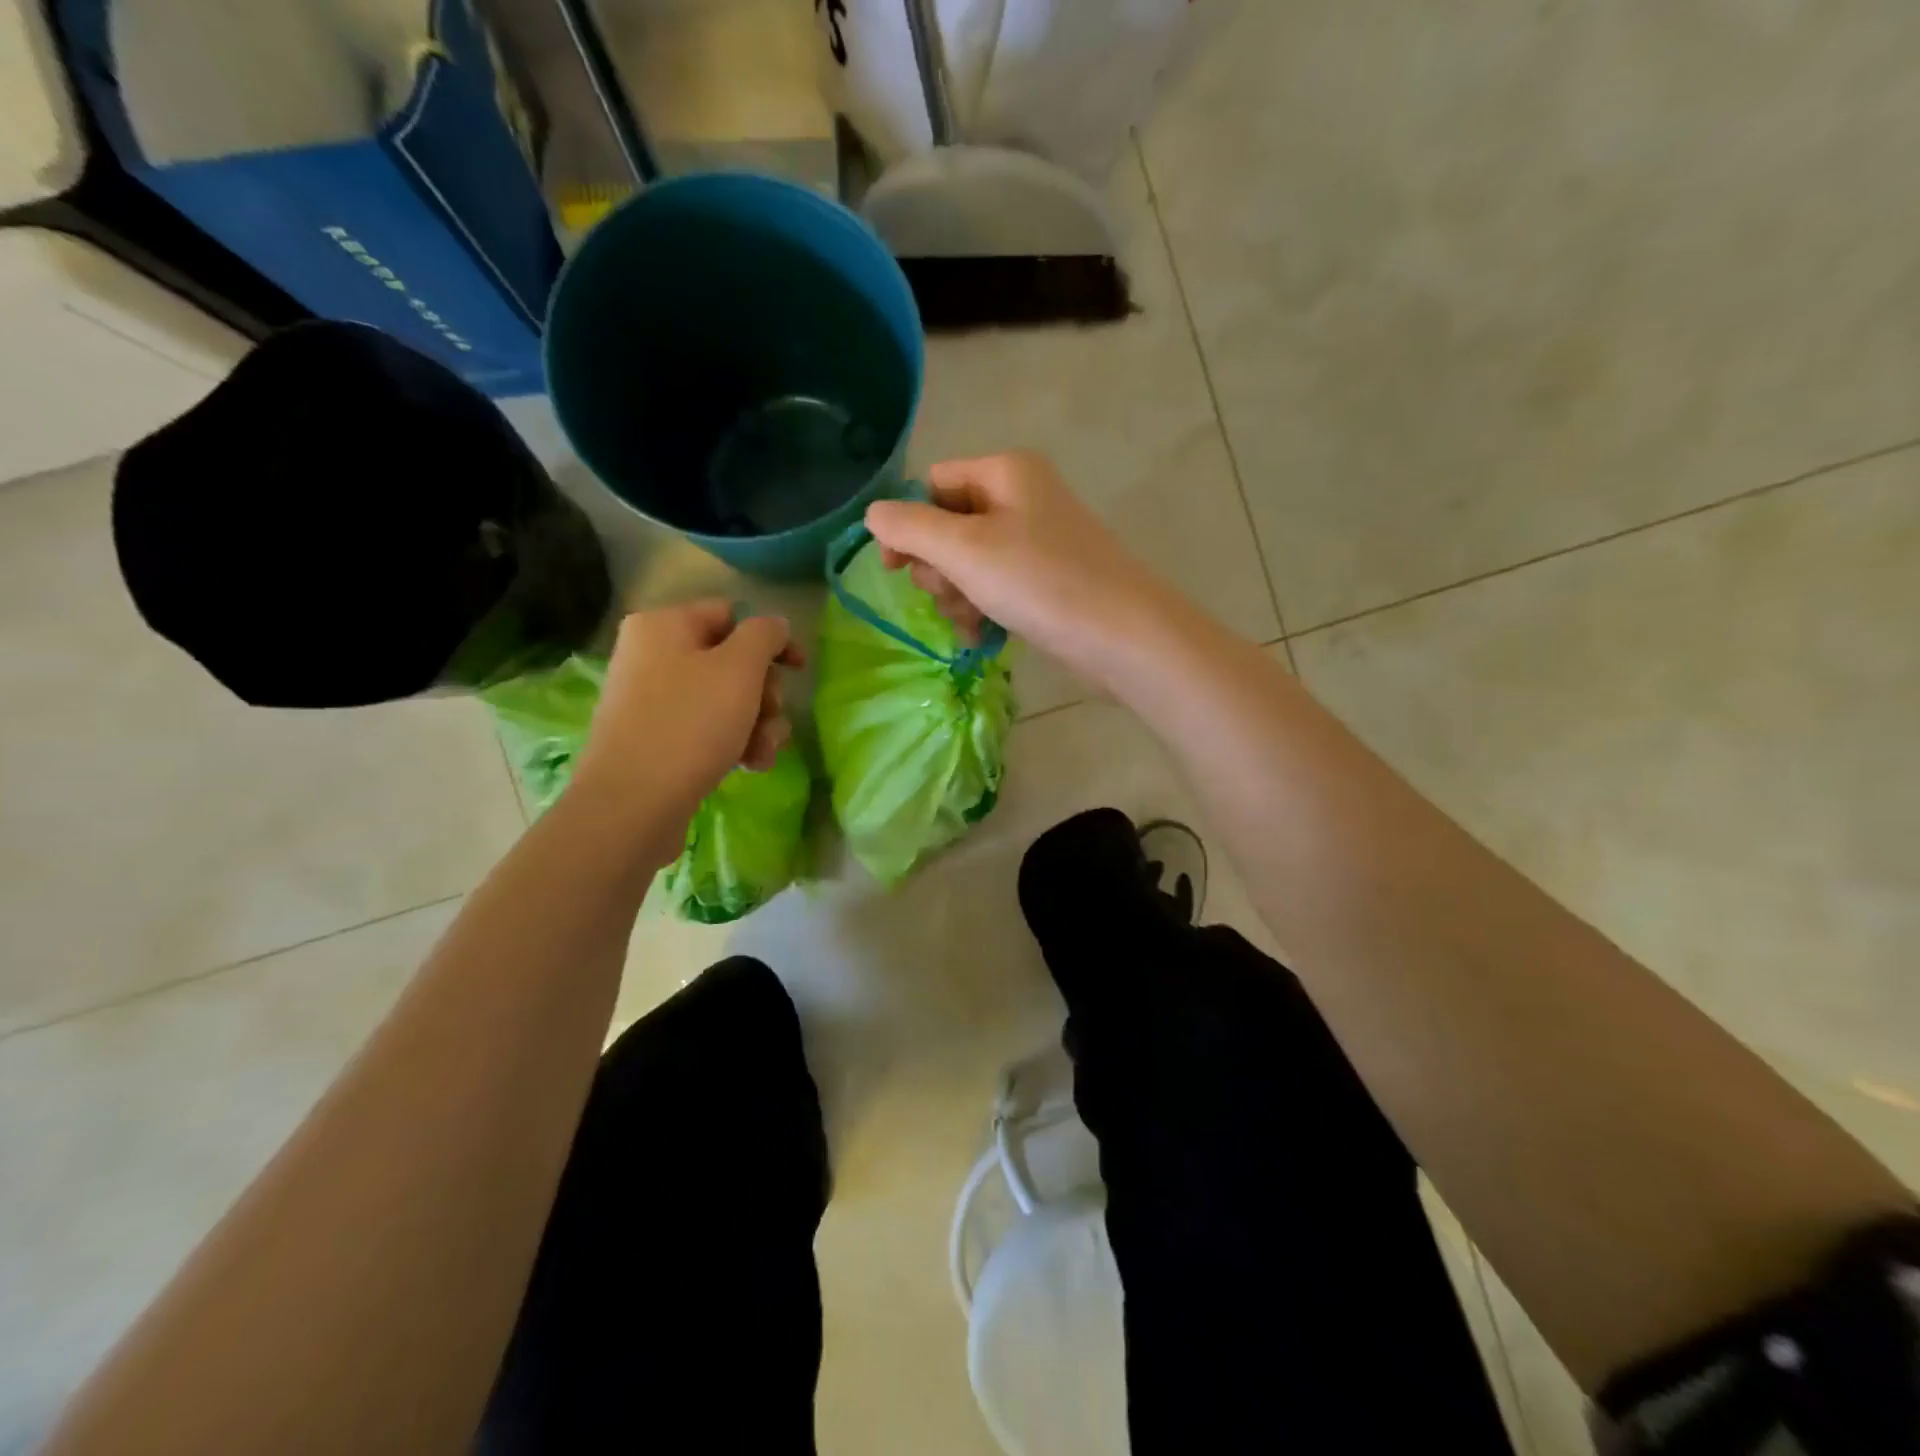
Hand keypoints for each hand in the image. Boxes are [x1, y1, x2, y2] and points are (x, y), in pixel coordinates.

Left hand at [572, 601, 802, 824]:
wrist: (632, 804)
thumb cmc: (690, 724)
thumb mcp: (739, 669)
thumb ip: (764, 635)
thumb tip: (773, 624)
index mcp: (664, 626)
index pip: (731, 615)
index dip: (772, 640)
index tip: (799, 670)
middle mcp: (651, 656)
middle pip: (730, 661)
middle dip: (764, 694)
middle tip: (773, 718)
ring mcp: (650, 700)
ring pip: (724, 700)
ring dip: (757, 724)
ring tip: (763, 753)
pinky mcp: (654, 740)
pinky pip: (704, 729)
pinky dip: (732, 743)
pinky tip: (749, 766)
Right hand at [864, 451, 1174, 682]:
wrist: (1121, 635)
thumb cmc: (1039, 581)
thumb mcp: (964, 550)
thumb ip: (909, 528)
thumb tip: (873, 514)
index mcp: (1004, 472)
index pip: (933, 484)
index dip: (909, 524)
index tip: (897, 569)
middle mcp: (1022, 497)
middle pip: (949, 525)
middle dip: (939, 568)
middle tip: (951, 594)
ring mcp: (1037, 541)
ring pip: (969, 563)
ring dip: (958, 596)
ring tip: (972, 621)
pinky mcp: (1047, 579)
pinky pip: (996, 586)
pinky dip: (983, 610)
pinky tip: (983, 637)